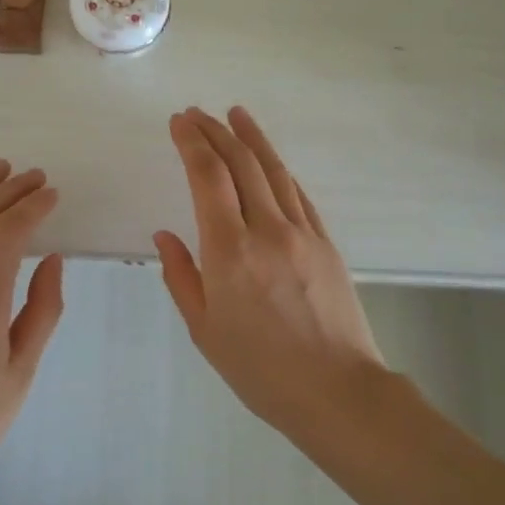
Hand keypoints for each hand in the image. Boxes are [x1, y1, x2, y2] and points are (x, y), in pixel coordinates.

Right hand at [154, 107, 383, 433]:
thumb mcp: (205, 330)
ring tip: (235, 113)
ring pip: (275, 171)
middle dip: (216, 131)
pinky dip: (280, 170)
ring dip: (251, 138)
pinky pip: (299, 194)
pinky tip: (271, 161)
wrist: (338, 391)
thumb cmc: (261, 369)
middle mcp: (266, 229)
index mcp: (229, 251)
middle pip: (241, 164)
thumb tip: (165, 235)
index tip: (178, 121)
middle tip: (197, 113)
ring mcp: (302, 233)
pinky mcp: (326, 242)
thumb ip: (181, 277)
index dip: (192, 143)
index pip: (207, 177)